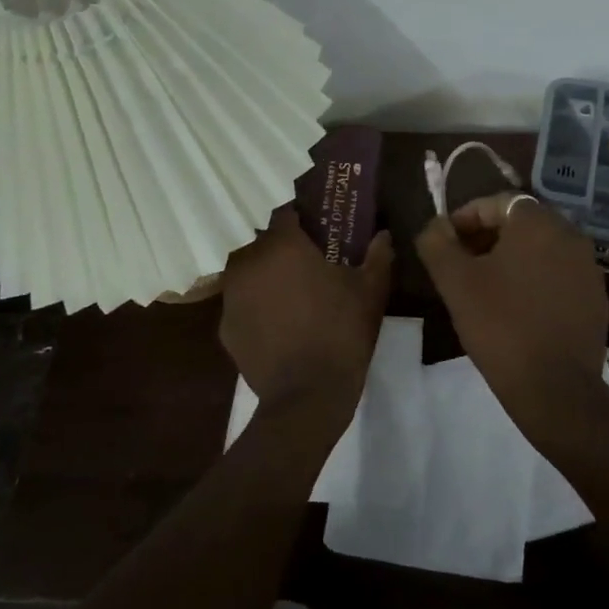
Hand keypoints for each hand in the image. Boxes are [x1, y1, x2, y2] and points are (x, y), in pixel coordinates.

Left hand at [220, 209, 392, 428]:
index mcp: (283, 245)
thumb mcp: (371, 290)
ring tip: (293, 296)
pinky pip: (242, 304)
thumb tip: (383, 234)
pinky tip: (279, 325)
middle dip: (285, 250)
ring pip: (250, 273)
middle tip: (311, 266)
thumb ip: (378, 254)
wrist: (308, 395)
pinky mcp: (225, 327)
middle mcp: (249, 262)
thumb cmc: (342, 332)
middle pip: (266, 243)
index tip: (321, 232)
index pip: (286, 213)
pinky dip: (257, 307)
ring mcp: (232, 296)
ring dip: (268, 277)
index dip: (304, 219)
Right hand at [415, 193, 608, 442]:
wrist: (555, 387)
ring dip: (512, 258)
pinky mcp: (597, 298)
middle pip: (522, 223)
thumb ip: (437, 243)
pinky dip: (536, 279)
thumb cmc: (500, 324)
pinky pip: (559, 274)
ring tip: (486, 286)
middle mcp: (570, 235)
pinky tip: (517, 307)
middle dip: (489, 236)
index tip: (445, 241)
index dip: (466, 217)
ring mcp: (589, 267)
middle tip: (462, 262)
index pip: (498, 202)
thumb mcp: (455, 282)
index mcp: (538, 222)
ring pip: (542, 249)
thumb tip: (435, 226)